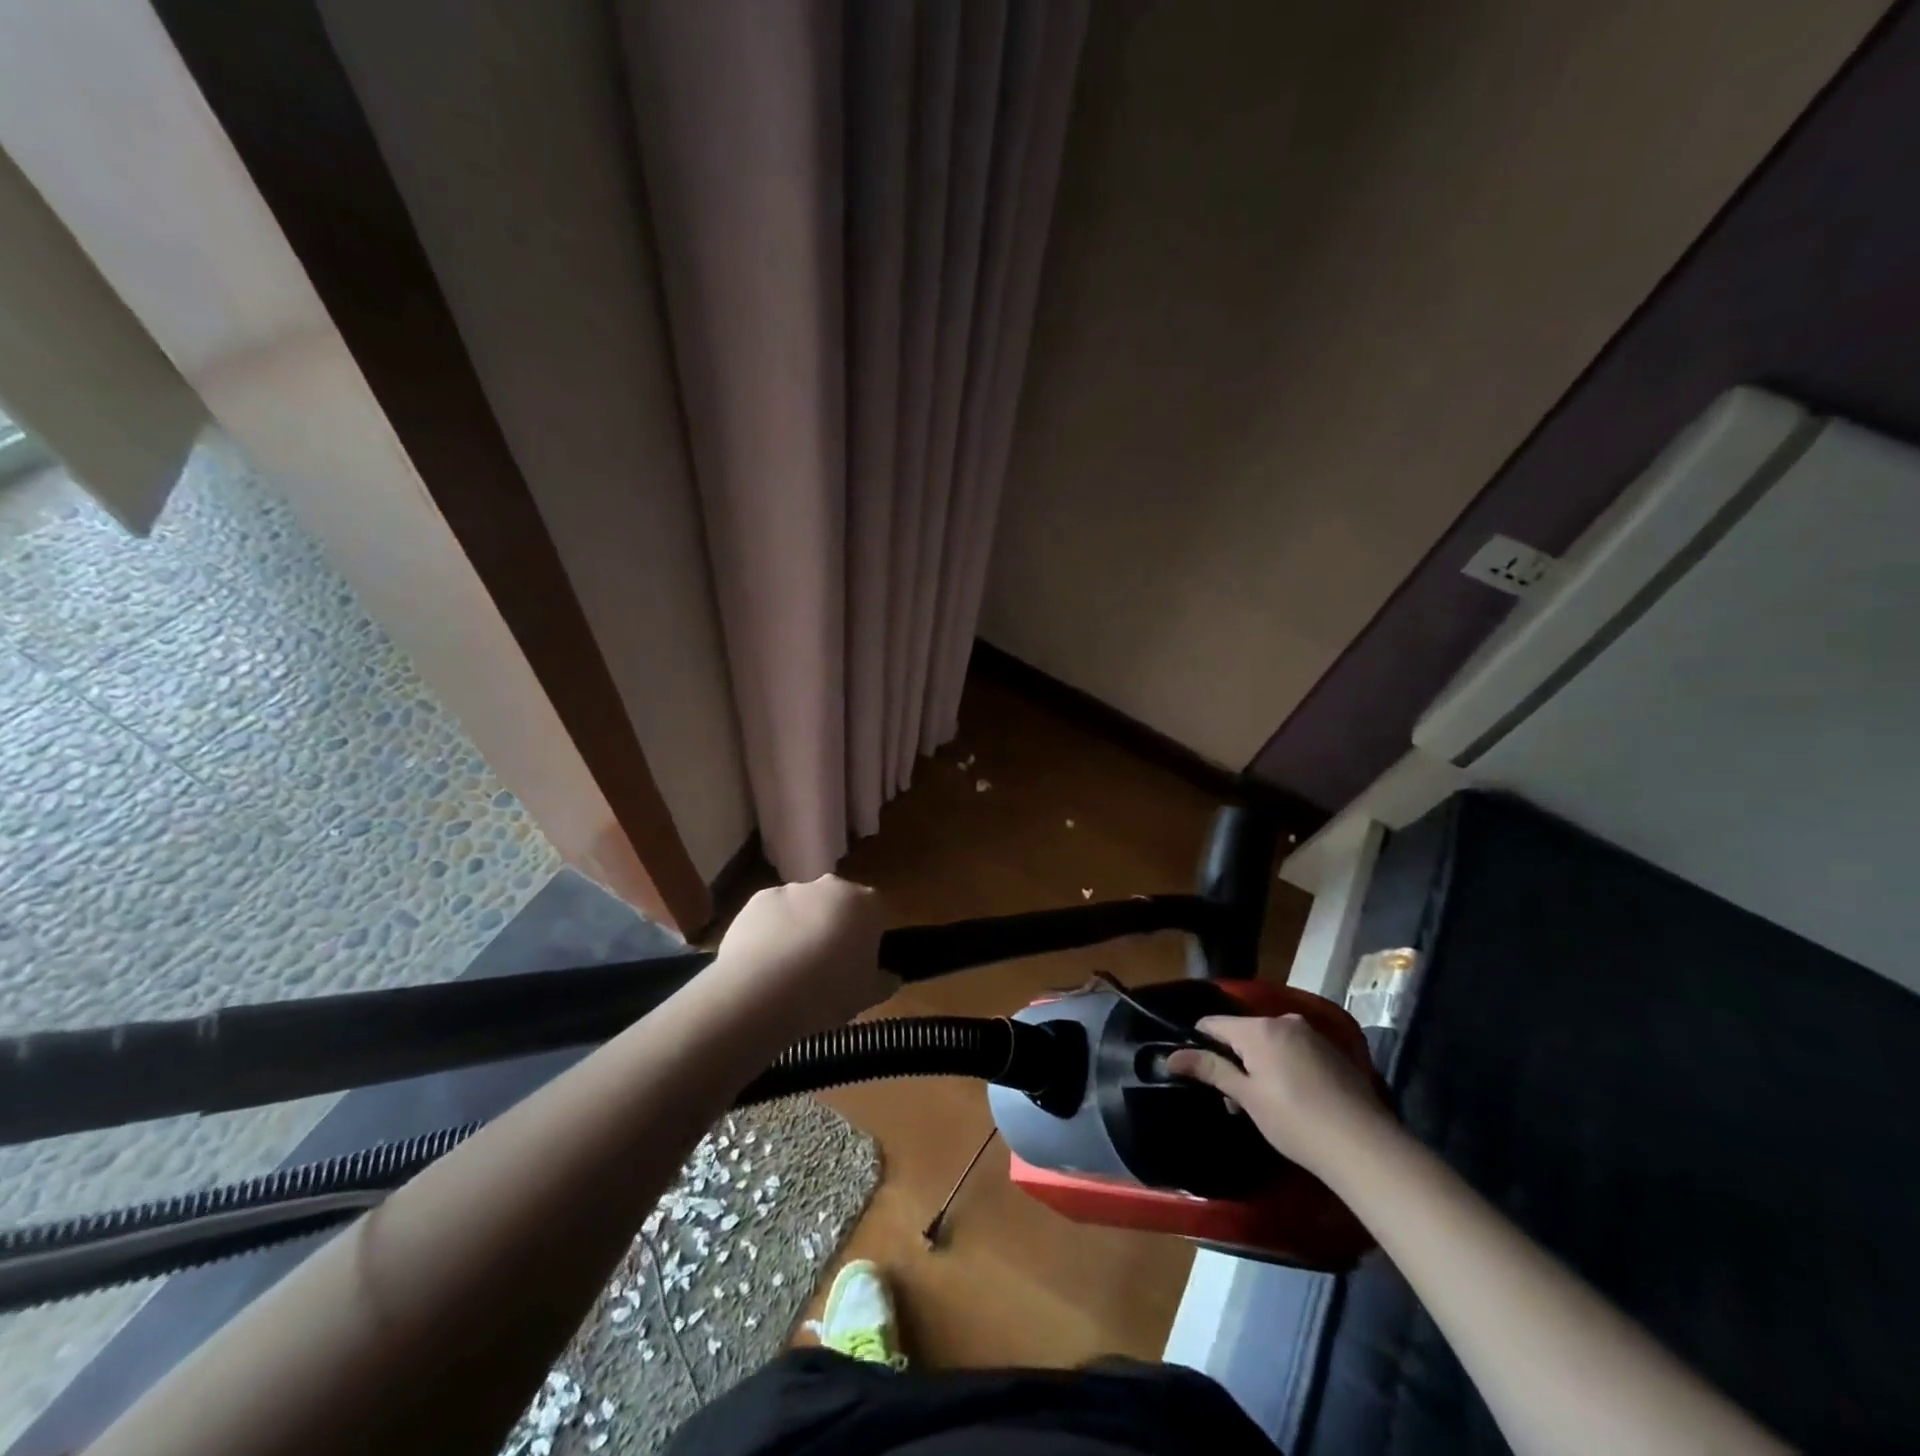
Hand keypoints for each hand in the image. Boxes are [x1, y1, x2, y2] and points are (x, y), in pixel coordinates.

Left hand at [713, 876, 892, 1031]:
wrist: (760, 991)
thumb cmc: (827, 992)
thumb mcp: (867, 997)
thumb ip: (884, 983)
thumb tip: (891, 978)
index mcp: (866, 905)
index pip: (876, 913)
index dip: (869, 938)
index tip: (858, 963)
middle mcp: (832, 887)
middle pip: (838, 904)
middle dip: (834, 927)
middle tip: (825, 966)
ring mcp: (792, 890)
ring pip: (803, 908)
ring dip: (800, 929)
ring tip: (788, 971)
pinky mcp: (758, 899)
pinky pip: (772, 915)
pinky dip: (770, 933)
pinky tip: (762, 965)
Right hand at [1168, 1014, 1393, 1178]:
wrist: (1365, 1146)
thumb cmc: (1295, 1121)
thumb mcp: (1247, 1097)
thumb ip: (1211, 1069)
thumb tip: (1171, 1056)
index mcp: (1259, 1028)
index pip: (1213, 1023)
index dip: (1199, 1044)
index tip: (1196, 1072)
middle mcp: (1284, 1021)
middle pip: (1243, 1033)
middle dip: (1233, 1059)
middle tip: (1232, 1099)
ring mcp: (1313, 1035)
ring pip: (1270, 1042)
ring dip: (1259, 1065)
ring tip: (1261, 1104)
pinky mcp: (1334, 1053)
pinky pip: (1294, 1051)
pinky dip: (1284, 1067)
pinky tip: (1292, 1100)